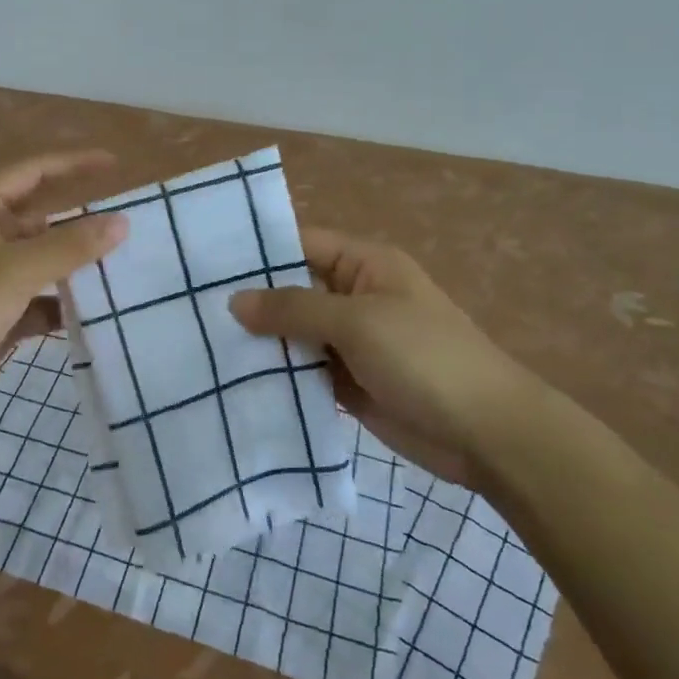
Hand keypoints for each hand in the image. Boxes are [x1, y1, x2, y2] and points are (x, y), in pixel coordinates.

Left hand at [0, 151, 127, 437]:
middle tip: (125, 228)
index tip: (112, 162)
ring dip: (72, 269)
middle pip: (38, 221)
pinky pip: (36, 303)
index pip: (30, 173)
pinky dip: (60, 307)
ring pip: (40, 264)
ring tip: (120, 270)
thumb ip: (70, 246)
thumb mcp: (16, 269)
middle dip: (77, 225)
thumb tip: (121, 222)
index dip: (70, 163)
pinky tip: (92, 315)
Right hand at [230, 229, 543, 479]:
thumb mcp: (357, 322)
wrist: (487, 434)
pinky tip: (233, 381)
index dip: (257, 251)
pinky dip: (277, 376)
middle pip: (292, 291)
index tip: (205, 263)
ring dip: (259, 342)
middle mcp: (354, 297)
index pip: (300, 244)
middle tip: (190, 309)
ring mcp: (350, 343)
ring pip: (294, 334)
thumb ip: (293, 309)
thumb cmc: (425, 358)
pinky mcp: (348, 382)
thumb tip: (234, 300)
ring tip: (200, 345)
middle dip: (250, 301)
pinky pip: (304, 371)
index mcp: (364, 265)